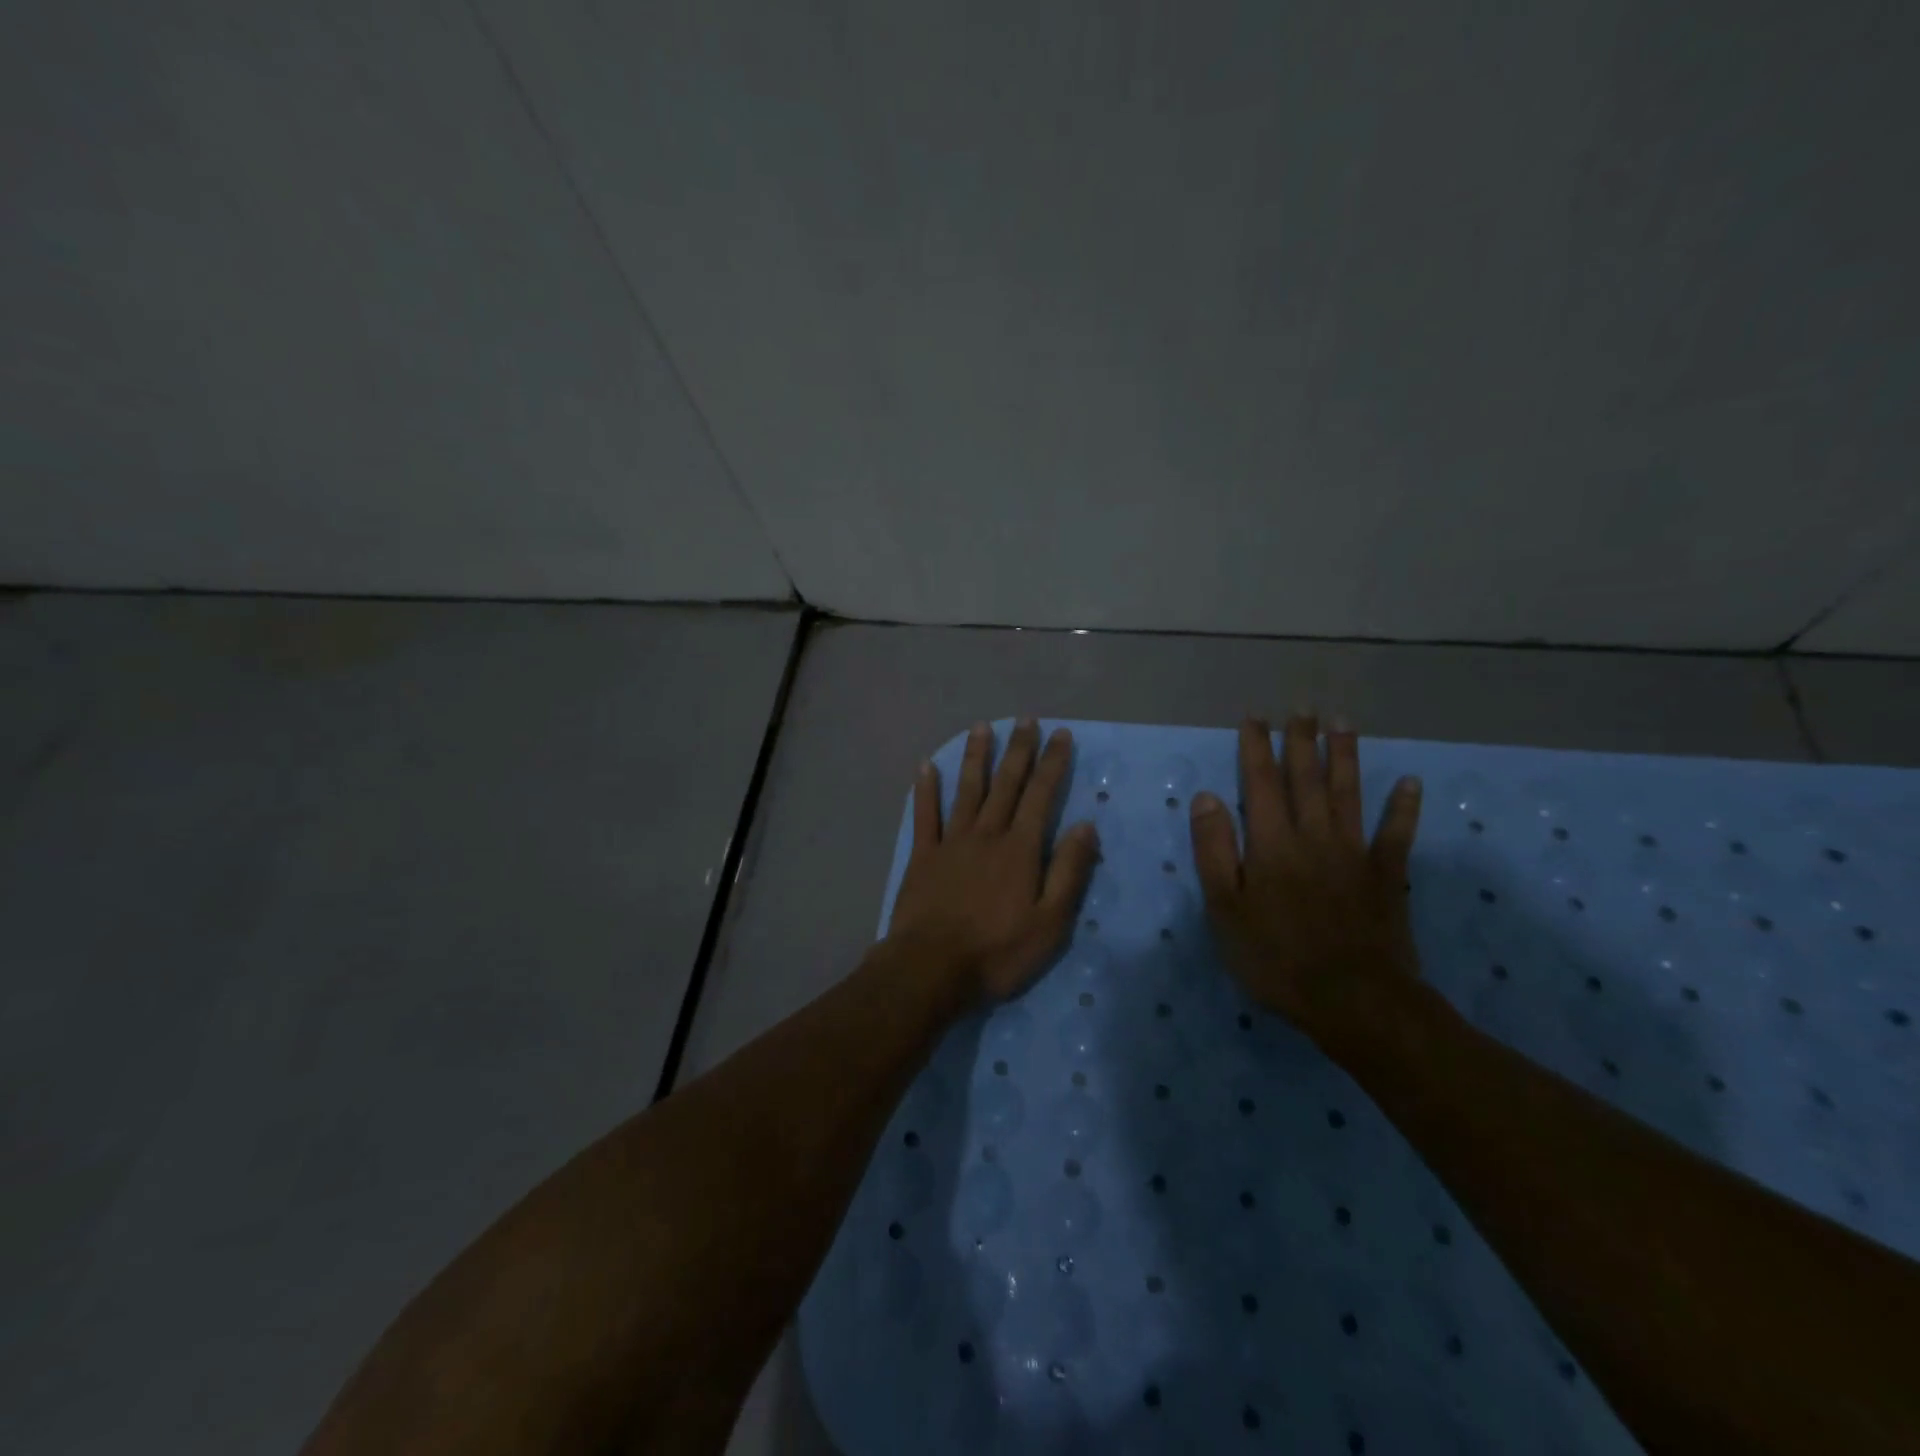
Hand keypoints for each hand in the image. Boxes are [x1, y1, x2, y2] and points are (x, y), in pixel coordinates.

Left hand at [886, 719, 1099, 1010]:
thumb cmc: (997, 951)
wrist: (931, 968)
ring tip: (982, 727)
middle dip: (1019, 750)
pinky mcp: (923, 856)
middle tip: (1026, 719)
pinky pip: (925, 814)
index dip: (1052, 763)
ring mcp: (951, 842)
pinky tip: (926, 766)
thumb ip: (1068, 872)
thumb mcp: (1050, 922)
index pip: (1041, 796)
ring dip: (976, 757)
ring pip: (967, 790)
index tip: (1061, 735)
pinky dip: (926, 789)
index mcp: (1020, 849)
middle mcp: (986, 834)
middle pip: (1006, 784)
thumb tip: (1086, 826)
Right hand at [1189, 713, 1423, 1044]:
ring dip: (1345, 756)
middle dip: (1300, 741)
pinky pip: (1397, 834)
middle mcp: (1313, 835)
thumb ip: (1214, 850)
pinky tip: (1411, 782)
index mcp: (1271, 843)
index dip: (1256, 748)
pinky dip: (1404, 807)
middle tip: (1301, 708)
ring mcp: (1354, 853)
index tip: (1254, 717)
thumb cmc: (1275, 957)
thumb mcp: (1224, 909)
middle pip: (1306, 779)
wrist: (1353, 999)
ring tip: (1342, 723)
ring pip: (1349, 793)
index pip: (1260, 783)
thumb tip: (1207, 797)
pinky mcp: (1386, 876)